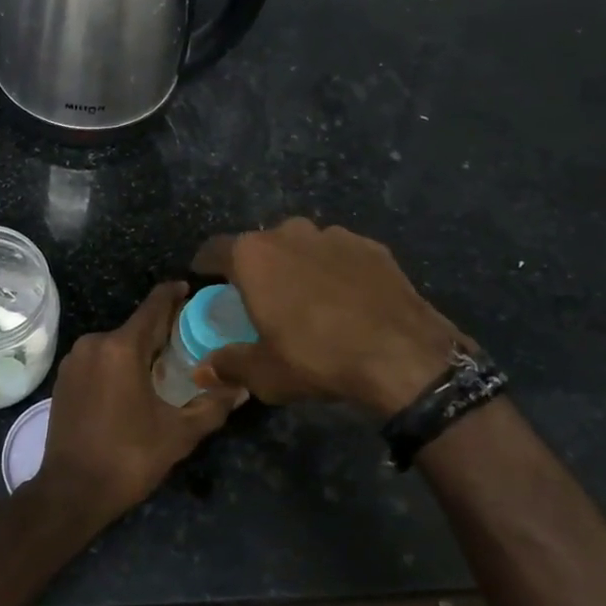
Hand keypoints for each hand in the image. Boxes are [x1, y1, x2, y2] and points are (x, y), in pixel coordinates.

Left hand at [36, 282, 243, 522]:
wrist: (70, 492)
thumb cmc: (128, 458)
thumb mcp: (179, 434)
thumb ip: (212, 405)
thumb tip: (242, 388)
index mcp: (122, 347)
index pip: (154, 305)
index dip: (174, 294)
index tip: (192, 289)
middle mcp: (95, 343)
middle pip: (136, 325)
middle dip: (162, 328)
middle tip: (190, 337)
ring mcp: (74, 360)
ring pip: (116, 342)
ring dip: (140, 347)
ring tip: (165, 363)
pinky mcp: (64, 377)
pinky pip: (99, 358)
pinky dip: (118, 362)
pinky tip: (134, 382)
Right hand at [191, 218, 470, 416]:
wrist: (403, 355)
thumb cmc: (317, 358)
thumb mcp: (264, 373)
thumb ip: (228, 364)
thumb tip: (202, 369)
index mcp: (253, 255)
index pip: (215, 249)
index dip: (207, 266)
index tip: (208, 282)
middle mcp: (289, 232)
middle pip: (261, 245)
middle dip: (258, 268)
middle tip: (263, 300)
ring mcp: (334, 235)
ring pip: (303, 246)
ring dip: (299, 266)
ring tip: (309, 300)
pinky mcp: (371, 246)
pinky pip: (340, 255)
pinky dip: (336, 271)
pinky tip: (347, 301)